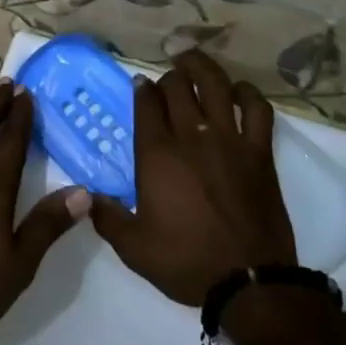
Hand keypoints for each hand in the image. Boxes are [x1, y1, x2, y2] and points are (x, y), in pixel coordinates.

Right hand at [91, 50, 296, 305]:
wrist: (249, 282)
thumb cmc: (187, 262)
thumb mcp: (134, 248)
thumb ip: (106, 217)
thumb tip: (87, 195)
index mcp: (157, 154)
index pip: (146, 102)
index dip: (141, 88)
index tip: (140, 86)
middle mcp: (192, 135)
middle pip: (178, 86)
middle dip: (169, 77)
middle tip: (167, 84)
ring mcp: (229, 139)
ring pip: (215, 84)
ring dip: (202, 67)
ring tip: (193, 62)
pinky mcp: (259, 151)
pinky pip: (257, 108)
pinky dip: (248, 93)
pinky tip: (238, 92)